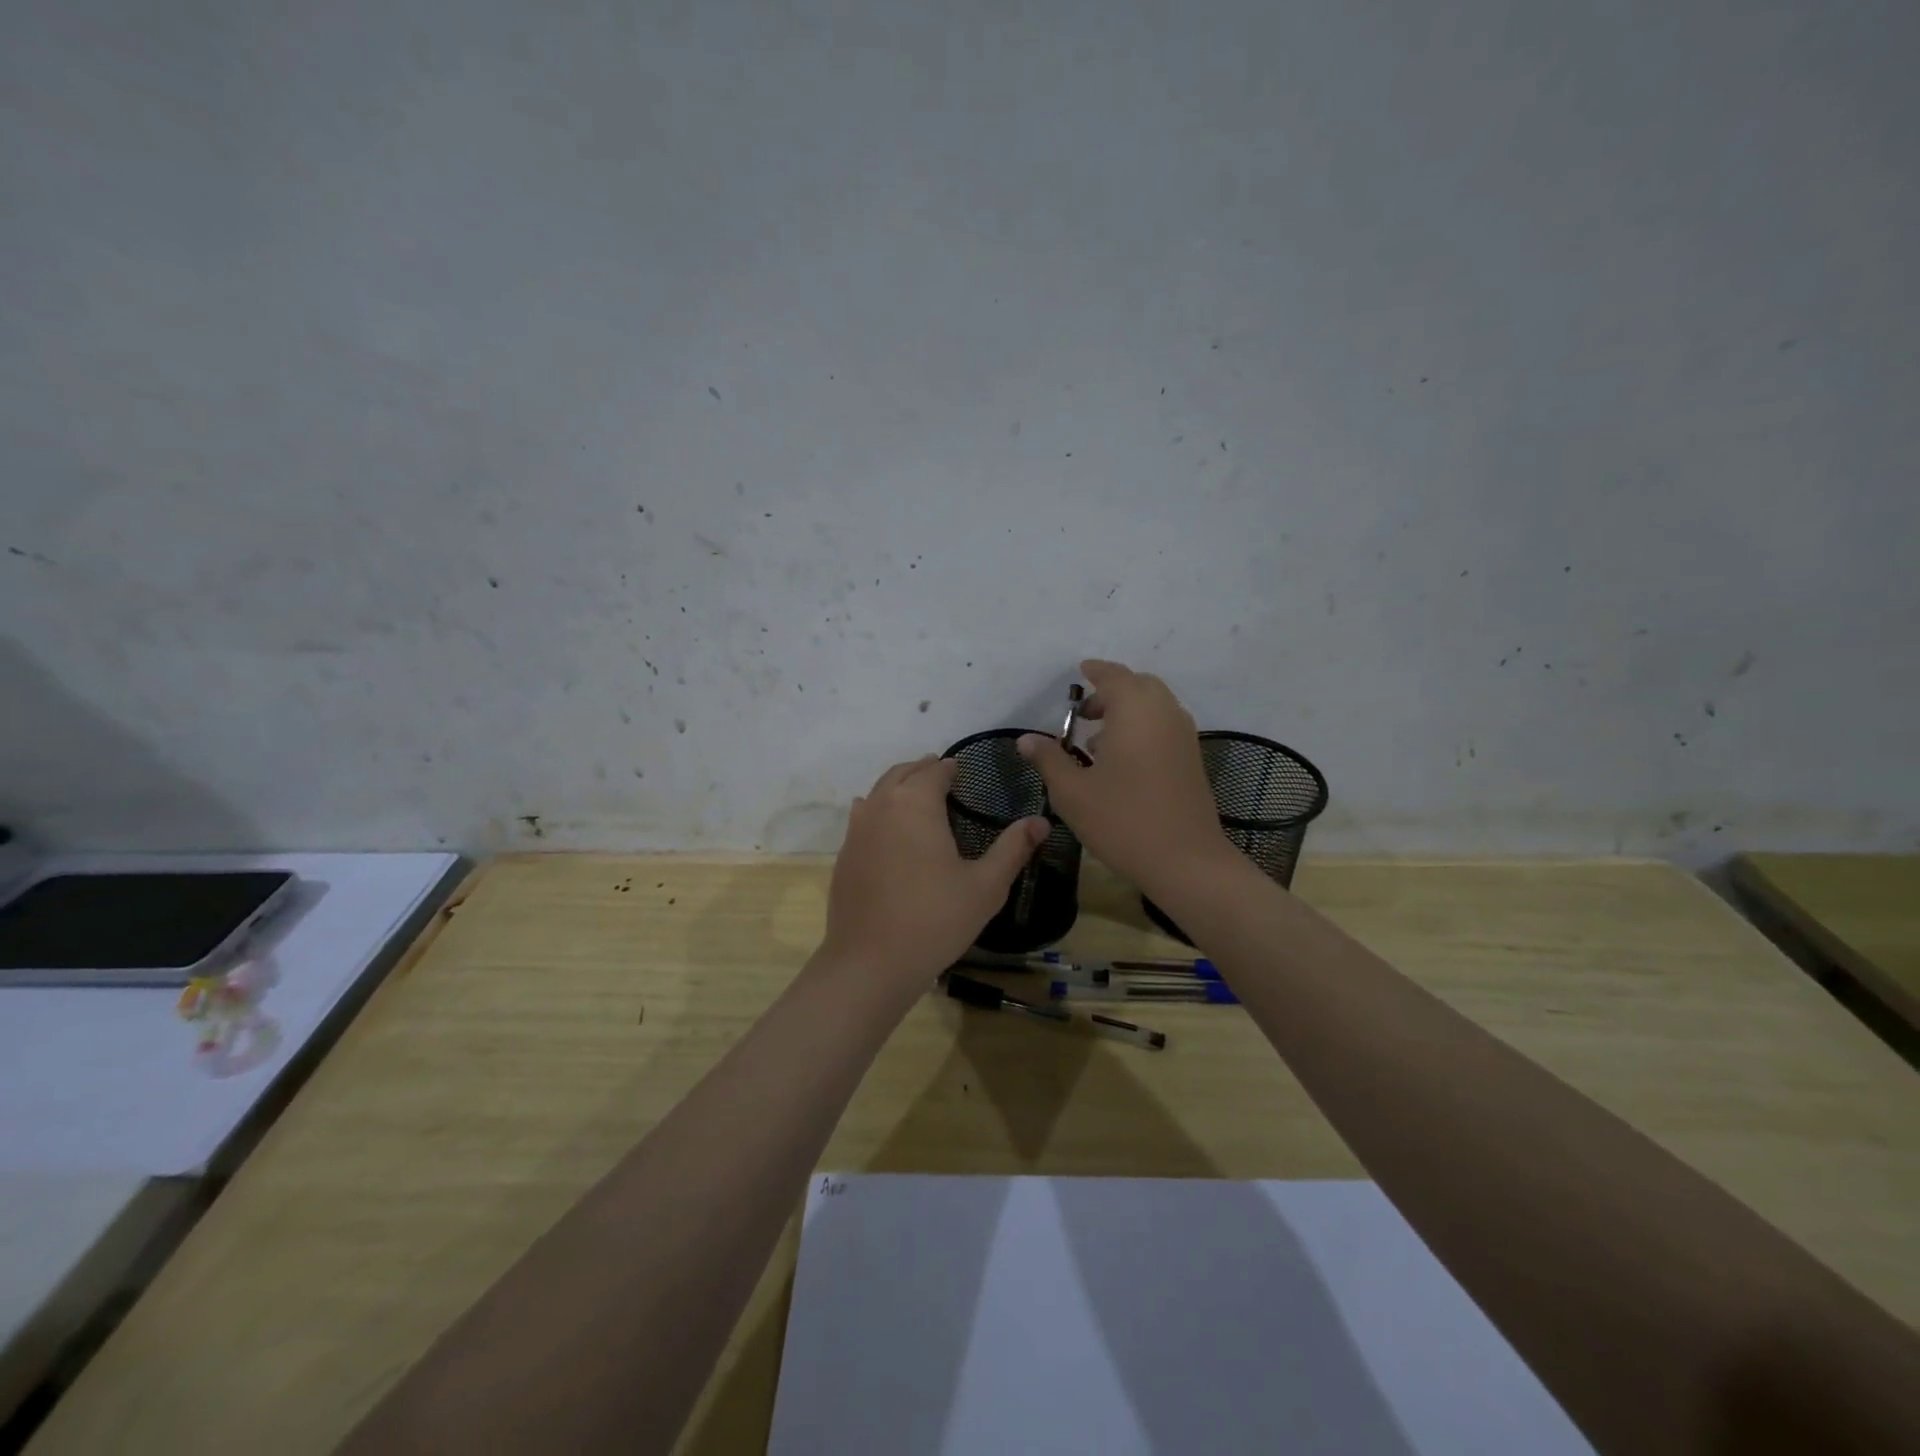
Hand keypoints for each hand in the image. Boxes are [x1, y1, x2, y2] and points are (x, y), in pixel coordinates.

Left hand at [817, 755, 1049, 1002]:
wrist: (871, 962)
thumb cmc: (935, 919)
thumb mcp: (986, 886)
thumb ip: (1013, 848)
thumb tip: (1041, 821)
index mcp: (916, 803)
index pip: (935, 770)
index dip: (950, 769)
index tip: (963, 773)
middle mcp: (882, 805)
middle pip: (902, 773)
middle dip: (923, 771)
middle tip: (942, 777)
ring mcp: (856, 830)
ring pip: (878, 792)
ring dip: (899, 788)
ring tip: (918, 800)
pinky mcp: (844, 855)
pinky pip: (863, 818)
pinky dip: (879, 811)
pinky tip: (889, 830)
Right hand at [1018, 660, 1230, 897]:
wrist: (1186, 860)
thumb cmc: (1123, 820)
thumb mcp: (1073, 792)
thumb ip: (1049, 759)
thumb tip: (1025, 739)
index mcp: (1135, 711)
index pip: (1113, 676)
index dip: (1095, 671)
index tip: (1079, 672)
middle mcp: (1164, 714)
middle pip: (1138, 686)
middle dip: (1111, 692)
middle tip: (1084, 714)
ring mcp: (1183, 736)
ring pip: (1154, 707)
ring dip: (1128, 712)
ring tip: (1096, 742)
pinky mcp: (1192, 759)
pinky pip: (1165, 726)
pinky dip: (1143, 728)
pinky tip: (1121, 762)